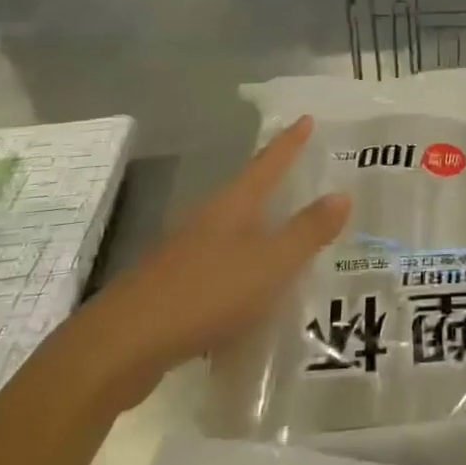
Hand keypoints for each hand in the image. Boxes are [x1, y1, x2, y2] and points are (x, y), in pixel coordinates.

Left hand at [64, 117, 348, 414]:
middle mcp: (207, 221)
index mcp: (233, 206)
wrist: (123, 346)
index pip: (268, 163)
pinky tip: (252, 300)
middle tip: (303, 179)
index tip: (306, 118)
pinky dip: (240, 275)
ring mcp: (185, 253)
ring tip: (286, 241)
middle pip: (246, 194)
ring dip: (258, 234)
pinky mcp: (172, 288)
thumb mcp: (269, 264)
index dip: (289, 142)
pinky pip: (218, 271)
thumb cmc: (205, 294)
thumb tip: (342, 194)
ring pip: (231, 234)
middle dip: (273, 186)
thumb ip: (307, 232)